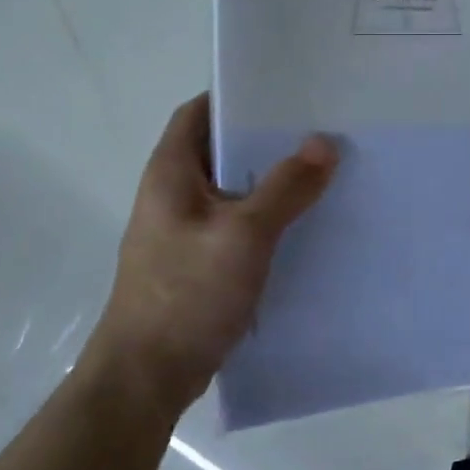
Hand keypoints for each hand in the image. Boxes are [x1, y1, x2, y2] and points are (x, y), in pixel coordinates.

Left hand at [89, 93, 336, 409]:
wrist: (146, 377)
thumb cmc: (187, 294)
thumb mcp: (244, 234)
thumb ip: (286, 187)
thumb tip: (324, 143)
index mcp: (171, 172)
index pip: (200, 111)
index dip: (238, 96)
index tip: (287, 91)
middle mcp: (173, 193)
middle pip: (221, 149)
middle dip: (267, 139)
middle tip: (319, 129)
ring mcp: (184, 229)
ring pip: (234, 189)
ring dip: (271, 180)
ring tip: (323, 170)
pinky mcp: (198, 261)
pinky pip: (238, 223)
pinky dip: (268, 216)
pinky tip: (305, 222)